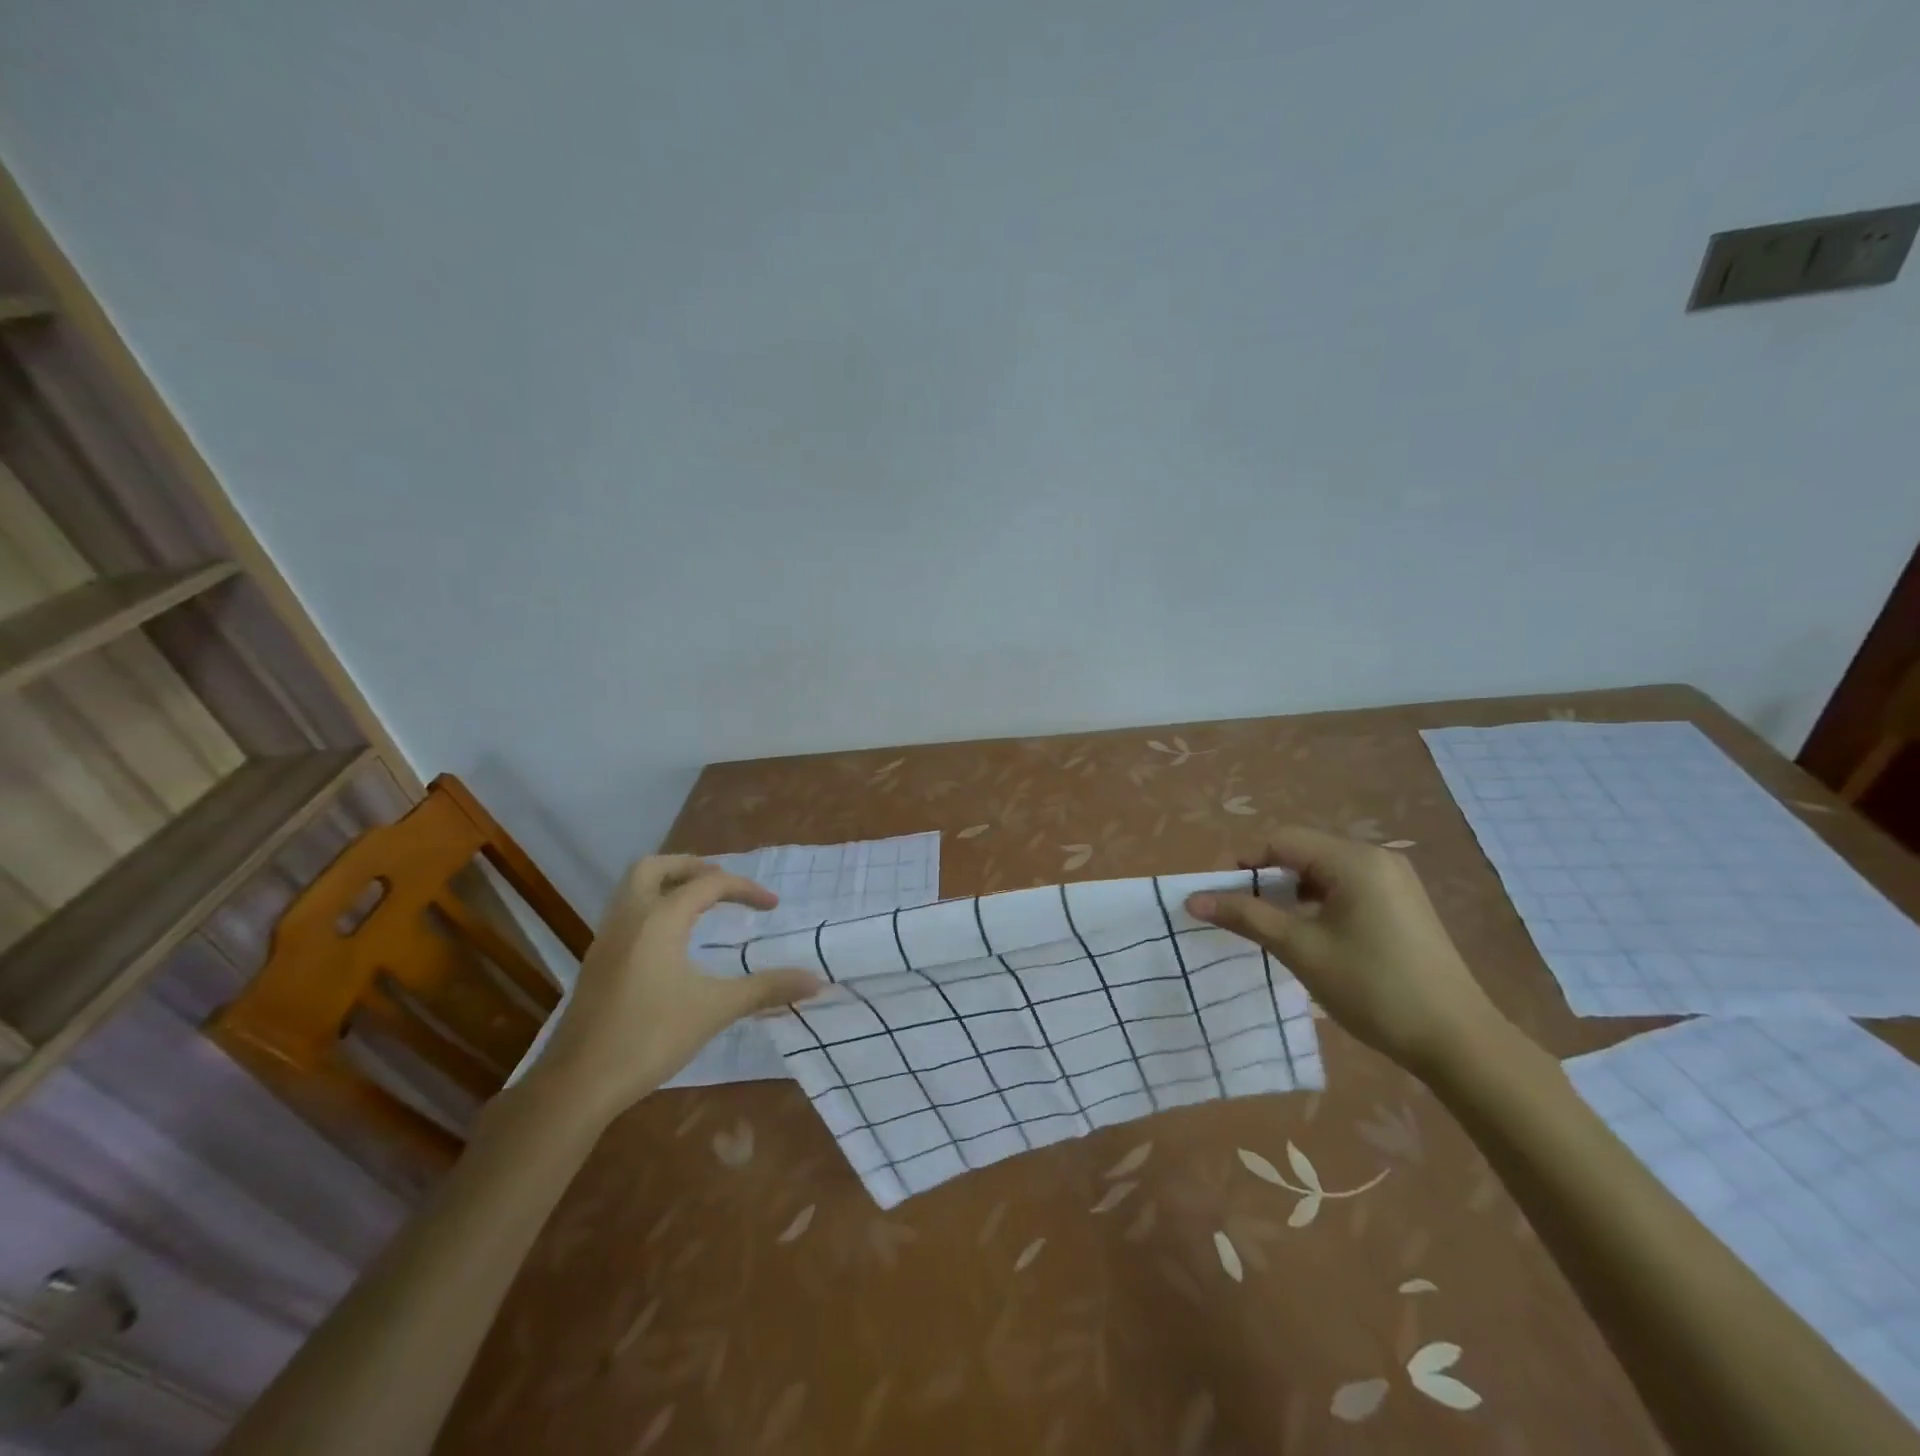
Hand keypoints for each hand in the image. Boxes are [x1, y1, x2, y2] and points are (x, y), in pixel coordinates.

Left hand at [529, 856, 822, 1117]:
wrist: (577, 1084)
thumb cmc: (650, 1037)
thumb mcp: (715, 1009)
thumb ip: (766, 988)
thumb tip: (816, 981)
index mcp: (660, 919)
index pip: (709, 884)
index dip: (745, 889)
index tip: (772, 906)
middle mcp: (630, 917)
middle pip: (655, 867)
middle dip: (691, 867)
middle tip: (721, 884)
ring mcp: (606, 939)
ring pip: (633, 889)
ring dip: (667, 884)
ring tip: (699, 904)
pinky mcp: (596, 963)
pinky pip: (625, 913)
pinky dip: (652, 908)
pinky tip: (670, 941)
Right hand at [1185, 827, 1504, 1074]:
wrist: (1457, 1041)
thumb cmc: (1371, 987)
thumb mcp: (1299, 948)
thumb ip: (1246, 916)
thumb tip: (1193, 899)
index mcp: (1354, 860)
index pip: (1282, 841)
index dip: (1245, 864)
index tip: (1222, 898)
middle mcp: (1377, 859)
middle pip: (1303, 852)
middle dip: (1267, 880)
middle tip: (1243, 916)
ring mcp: (1395, 882)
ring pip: (1324, 873)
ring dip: (1292, 894)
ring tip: (1274, 929)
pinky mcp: (1404, 905)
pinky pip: (1347, 889)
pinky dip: (1319, 904)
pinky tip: (1311, 937)